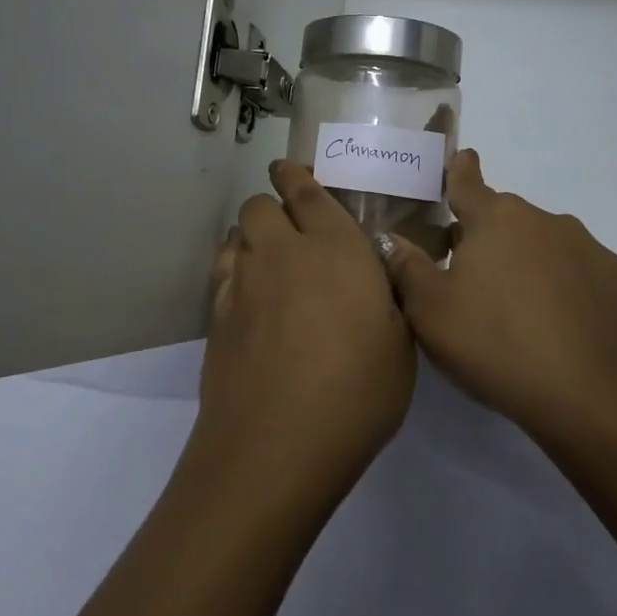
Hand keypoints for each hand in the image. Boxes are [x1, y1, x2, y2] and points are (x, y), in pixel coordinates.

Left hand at [197, 161, 416, 492]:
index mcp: (335, 248)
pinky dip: (234, 271)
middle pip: (260, 206)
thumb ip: (388, 298)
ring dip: (252, 237)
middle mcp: (282, 253)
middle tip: (291, 228)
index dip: (297, 176)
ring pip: (237, 235)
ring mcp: (242, 283)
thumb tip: (378, 276)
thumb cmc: (357, 392)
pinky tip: (249, 297)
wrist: (277, 444)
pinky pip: (223, 271)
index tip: (292, 171)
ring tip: (269, 259)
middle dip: (273, 206)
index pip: (308, 193)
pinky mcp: (216, 316)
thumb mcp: (401, 344)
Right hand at [380, 149, 616, 445]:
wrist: (581, 399)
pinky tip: (611, 308)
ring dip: (546, 263)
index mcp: (497, 219)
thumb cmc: (492, 345)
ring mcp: (598, 252)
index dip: (461, 171)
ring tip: (537, 310)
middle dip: (496, 238)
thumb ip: (406, 267)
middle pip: (513, 220)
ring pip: (562, 246)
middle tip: (481, 281)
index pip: (469, 183)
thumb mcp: (429, 311)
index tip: (463, 159)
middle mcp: (549, 221)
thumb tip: (389, 237)